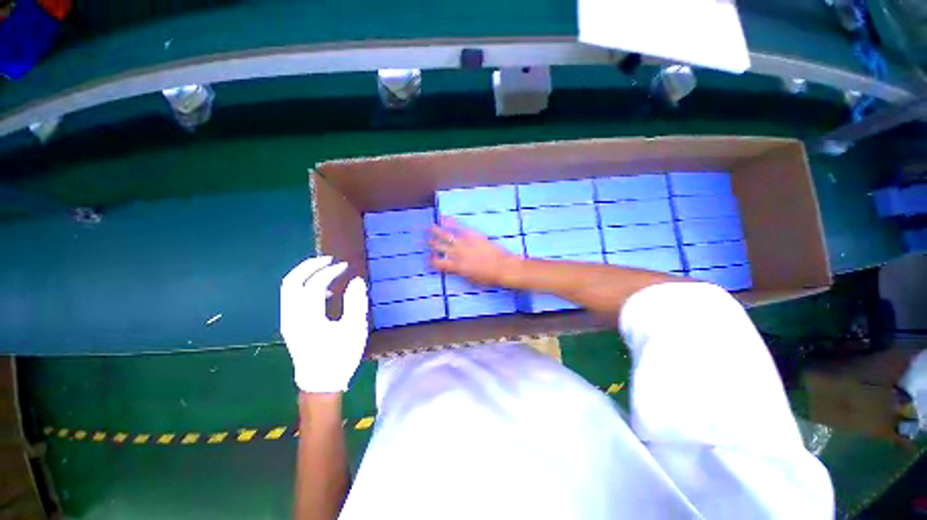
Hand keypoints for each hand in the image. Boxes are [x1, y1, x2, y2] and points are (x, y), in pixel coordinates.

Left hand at [280, 256, 368, 392]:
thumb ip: (356, 302)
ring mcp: (287, 321)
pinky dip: (304, 287)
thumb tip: (356, 280)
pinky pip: (291, 297)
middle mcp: (291, 316)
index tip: (345, 266)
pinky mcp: (289, 325)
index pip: (315, 285)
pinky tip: (324, 292)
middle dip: (309, 266)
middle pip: (291, 282)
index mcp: (308, 318)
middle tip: (328, 259)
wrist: (320, 383)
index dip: (330, 271)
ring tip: (326, 270)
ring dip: (305, 275)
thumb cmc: (340, 356)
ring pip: (288, 289)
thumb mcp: (354, 329)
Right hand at [429, 217, 520, 286]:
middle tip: (427, 241)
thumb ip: (460, 272)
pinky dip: (451, 221)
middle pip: (440, 248)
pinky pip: (459, 227)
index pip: (439, 264)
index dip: (432, 262)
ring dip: (437, 231)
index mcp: (456, 267)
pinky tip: (444, 217)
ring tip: (430, 228)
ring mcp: (464, 243)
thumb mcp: (471, 280)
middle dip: (432, 244)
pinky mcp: (472, 235)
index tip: (429, 259)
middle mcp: (457, 254)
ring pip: (446, 236)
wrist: (502, 268)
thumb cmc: (488, 278)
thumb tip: (454, 268)